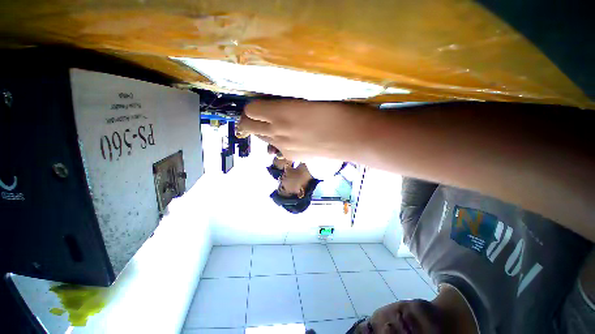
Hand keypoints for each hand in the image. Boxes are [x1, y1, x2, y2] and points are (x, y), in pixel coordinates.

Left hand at [238, 100, 376, 159]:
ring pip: (263, 139)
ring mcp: (284, 148)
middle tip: (259, 115)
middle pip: (250, 127)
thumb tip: (278, 102)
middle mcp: (277, 132)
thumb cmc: (338, 110)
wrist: (353, 138)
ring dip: (264, 131)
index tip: (260, 102)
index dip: (253, 106)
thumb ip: (289, 101)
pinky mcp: (294, 157)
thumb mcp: (310, 97)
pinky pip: (278, 149)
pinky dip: (279, 143)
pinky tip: (292, 139)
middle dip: (250, 120)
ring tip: (275, 126)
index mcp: (281, 113)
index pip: (251, 110)